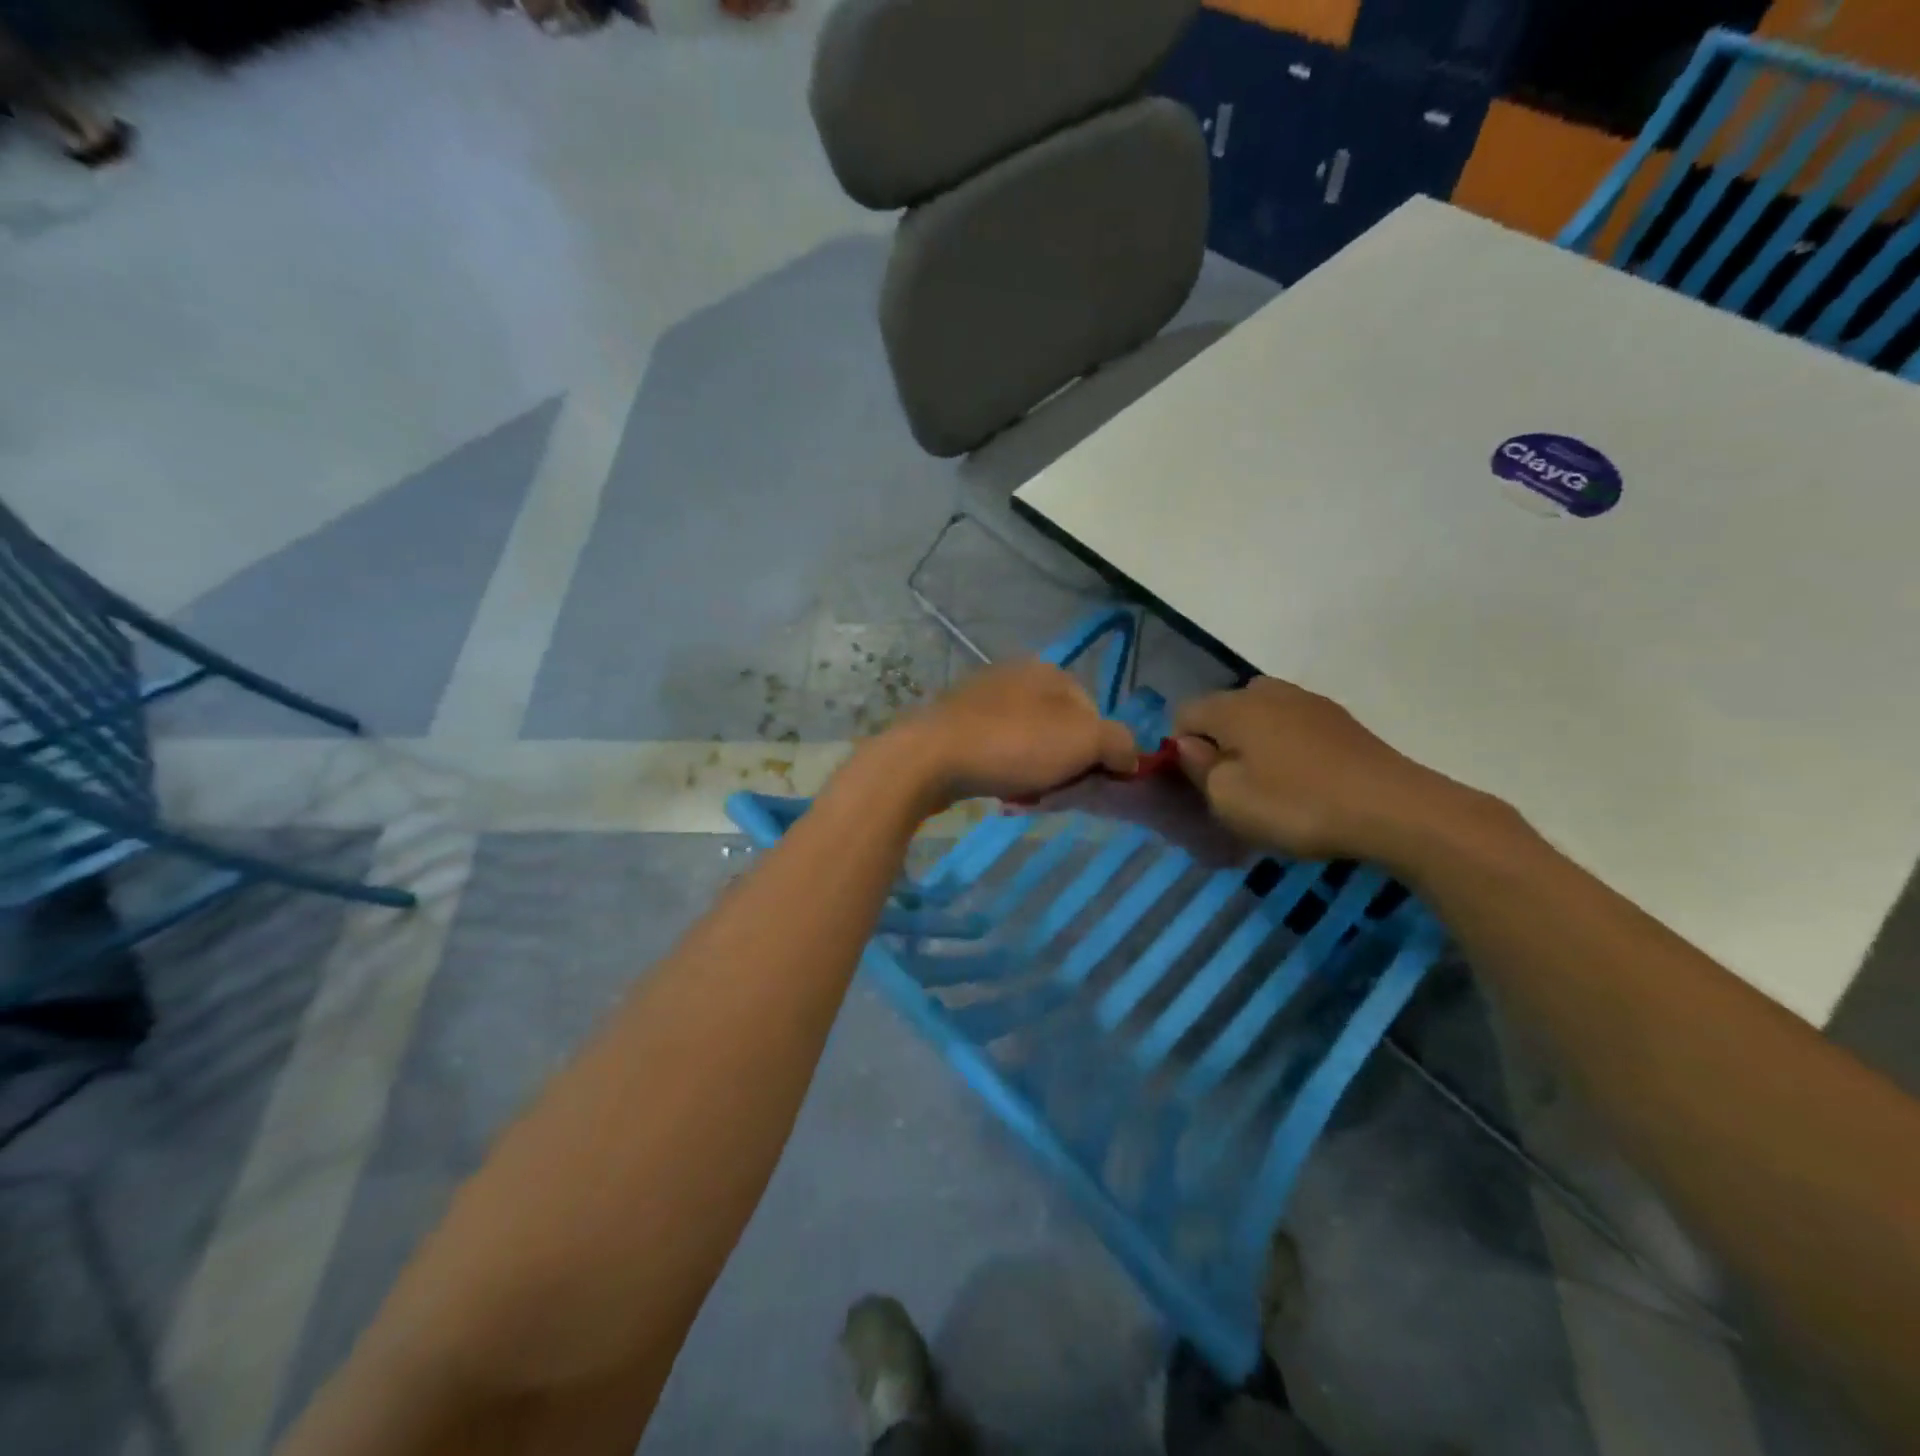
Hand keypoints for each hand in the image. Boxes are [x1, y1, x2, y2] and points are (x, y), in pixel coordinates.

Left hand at [881, 660, 1139, 810]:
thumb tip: (1129, 758)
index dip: (1099, 752)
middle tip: (1056, 791)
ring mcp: (980, 696)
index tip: (1087, 781)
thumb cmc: (1013, 744)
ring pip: (1028, 740)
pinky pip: (995, 748)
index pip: (1095, 713)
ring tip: (1025, 794)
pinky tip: (997, 787)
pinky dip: (1003, 768)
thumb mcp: (1084, 741)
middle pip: (1061, 727)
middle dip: (1064, 762)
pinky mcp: (954, 722)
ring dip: (1034, 769)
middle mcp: (1015, 674)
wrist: (930, 758)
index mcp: (1049, 670)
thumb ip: (1119, 744)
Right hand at [1174, 678, 1468, 861]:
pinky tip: (1304, 781)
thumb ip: (1198, 768)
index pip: (1184, 713)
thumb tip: (1190, 746)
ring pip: (1261, 716)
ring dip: (1254, 744)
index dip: (1179, 748)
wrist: (1394, 809)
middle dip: (1219, 742)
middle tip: (1232, 784)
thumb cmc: (1297, 804)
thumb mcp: (1229, 799)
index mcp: (1233, 706)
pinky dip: (1287, 748)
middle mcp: (1268, 691)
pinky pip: (1294, 726)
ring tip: (1269, 784)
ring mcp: (1309, 701)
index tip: (1198, 783)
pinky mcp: (1340, 720)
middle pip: (1223, 710)